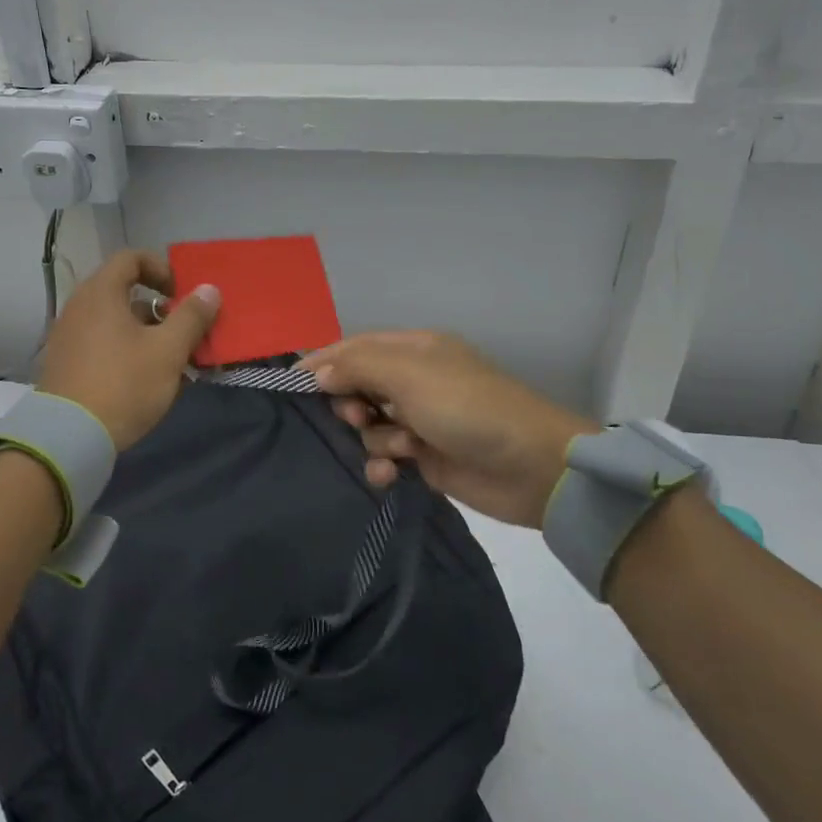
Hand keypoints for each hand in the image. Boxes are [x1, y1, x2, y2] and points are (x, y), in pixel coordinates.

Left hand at [38, 249, 220, 449]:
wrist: (69, 438)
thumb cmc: (124, 384)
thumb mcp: (168, 350)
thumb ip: (191, 316)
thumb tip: (209, 289)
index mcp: (101, 293)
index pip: (131, 258)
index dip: (161, 268)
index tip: (181, 295)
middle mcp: (79, 307)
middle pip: (125, 292)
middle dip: (160, 309)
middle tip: (183, 331)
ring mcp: (69, 336)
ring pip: (116, 322)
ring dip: (148, 334)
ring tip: (173, 363)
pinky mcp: (66, 364)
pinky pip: (103, 345)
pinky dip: (128, 352)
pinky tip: (149, 382)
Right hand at [299, 332, 591, 527]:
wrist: (531, 467)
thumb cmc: (467, 408)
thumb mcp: (410, 376)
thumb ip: (358, 367)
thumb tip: (317, 372)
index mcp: (414, 349)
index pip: (355, 347)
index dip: (323, 362)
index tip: (290, 384)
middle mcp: (414, 381)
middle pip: (357, 387)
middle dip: (350, 405)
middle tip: (358, 419)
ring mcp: (420, 420)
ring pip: (369, 426)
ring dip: (374, 439)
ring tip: (398, 449)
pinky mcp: (426, 457)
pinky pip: (386, 456)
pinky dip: (384, 464)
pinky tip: (391, 474)